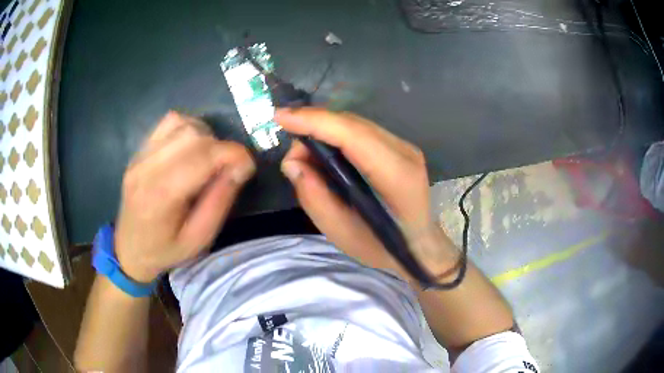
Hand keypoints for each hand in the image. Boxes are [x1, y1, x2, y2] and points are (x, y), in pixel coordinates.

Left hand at [114, 112, 254, 281]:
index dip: (234, 154)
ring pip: (181, 123)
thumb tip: (240, 167)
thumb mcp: (199, 239)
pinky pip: (167, 123)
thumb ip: (219, 202)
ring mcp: (141, 156)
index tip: (247, 167)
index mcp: (162, 195)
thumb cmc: (165, 250)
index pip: (203, 157)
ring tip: (209, 157)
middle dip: (220, 146)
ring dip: (204, 135)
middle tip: (227, 167)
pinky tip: (190, 147)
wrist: (129, 249)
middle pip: (193, 135)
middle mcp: (148, 167)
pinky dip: (187, 128)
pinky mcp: (139, 151)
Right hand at [276, 108, 458, 280]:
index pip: (353, 135)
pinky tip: (324, 150)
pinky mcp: (399, 146)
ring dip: (324, 130)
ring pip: (355, 123)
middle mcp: (404, 152)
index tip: (280, 117)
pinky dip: (336, 135)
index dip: (315, 121)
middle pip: (352, 124)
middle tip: (291, 152)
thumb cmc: (382, 247)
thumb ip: (315, 197)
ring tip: (304, 154)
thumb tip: (292, 162)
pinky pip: (360, 130)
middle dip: (313, 125)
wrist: (418, 245)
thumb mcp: (342, 234)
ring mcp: (404, 146)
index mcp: (397, 176)